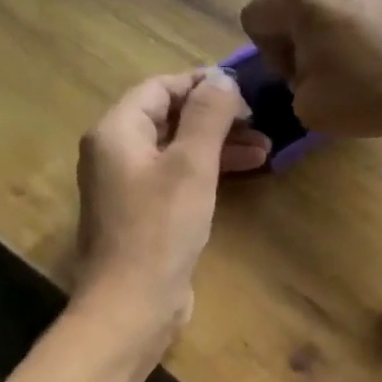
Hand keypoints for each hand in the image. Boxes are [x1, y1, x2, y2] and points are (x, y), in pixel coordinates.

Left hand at [74, 69, 269, 338]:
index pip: (160, 88)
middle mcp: (115, 153)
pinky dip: (207, 172)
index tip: (246, 90)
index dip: (202, 83)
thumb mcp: (191, 165)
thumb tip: (223, 78)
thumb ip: (208, 116)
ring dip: (219, 146)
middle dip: (217, 118)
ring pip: (177, 151)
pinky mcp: (144, 216)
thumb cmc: (161, 229)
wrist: (134, 304)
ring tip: (266, 150)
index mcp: (116, 132)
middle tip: (261, 122)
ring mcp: (128, 187)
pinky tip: (242, 175)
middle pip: (169, 118)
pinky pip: (177, 179)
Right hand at [237, 0, 381, 139]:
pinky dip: (364, 4)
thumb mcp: (309, 108)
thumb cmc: (370, 96)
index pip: (254, 15)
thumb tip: (304, 68)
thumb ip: (291, 82)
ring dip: (327, 1)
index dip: (268, 52)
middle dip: (290, 12)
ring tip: (350, 39)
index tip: (296, 75)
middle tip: (314, 48)